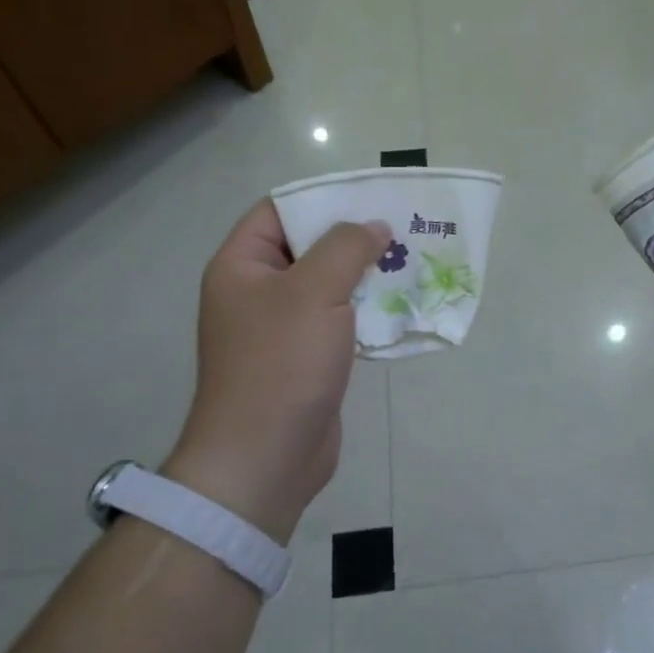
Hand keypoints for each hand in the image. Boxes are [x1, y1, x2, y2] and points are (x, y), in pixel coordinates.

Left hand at [163, 201, 390, 543]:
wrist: (266, 457)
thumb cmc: (281, 363)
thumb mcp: (315, 291)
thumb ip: (347, 248)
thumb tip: (374, 227)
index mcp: (242, 266)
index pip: (278, 211)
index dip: (322, 198)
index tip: (370, 195)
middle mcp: (258, 292)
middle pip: (309, 247)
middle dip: (355, 237)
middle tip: (403, 227)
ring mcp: (282, 328)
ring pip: (329, 286)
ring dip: (367, 275)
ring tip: (412, 260)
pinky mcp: (307, 358)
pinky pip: (339, 321)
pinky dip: (368, 311)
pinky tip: (402, 304)